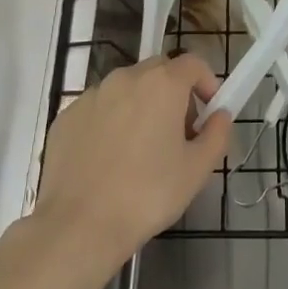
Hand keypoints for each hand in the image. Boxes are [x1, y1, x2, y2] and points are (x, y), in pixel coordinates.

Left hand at [31, 54, 232, 271]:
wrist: (79, 225)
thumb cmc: (147, 195)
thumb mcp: (197, 170)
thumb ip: (217, 135)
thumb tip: (220, 115)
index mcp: (162, 84)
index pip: (193, 63)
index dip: (207, 83)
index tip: (209, 113)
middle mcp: (126, 78)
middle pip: (159, 71)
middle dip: (174, 93)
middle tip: (178, 134)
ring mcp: (92, 95)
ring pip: (126, 89)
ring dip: (141, 106)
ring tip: (141, 150)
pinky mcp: (67, 115)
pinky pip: (99, 108)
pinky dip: (110, 122)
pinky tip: (109, 160)